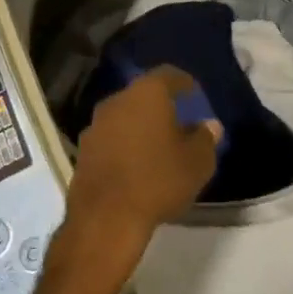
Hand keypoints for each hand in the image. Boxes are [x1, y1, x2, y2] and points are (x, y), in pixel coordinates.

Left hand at [65, 67, 220, 261]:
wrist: (105, 218)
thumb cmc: (158, 180)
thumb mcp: (197, 162)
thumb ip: (206, 139)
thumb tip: (210, 126)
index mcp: (147, 93)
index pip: (168, 75)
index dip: (183, 82)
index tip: (194, 92)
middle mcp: (118, 100)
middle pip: (143, 95)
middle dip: (161, 106)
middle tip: (178, 120)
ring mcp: (96, 125)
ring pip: (125, 116)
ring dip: (140, 126)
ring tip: (157, 145)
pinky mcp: (82, 151)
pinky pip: (111, 138)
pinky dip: (125, 144)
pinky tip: (136, 164)